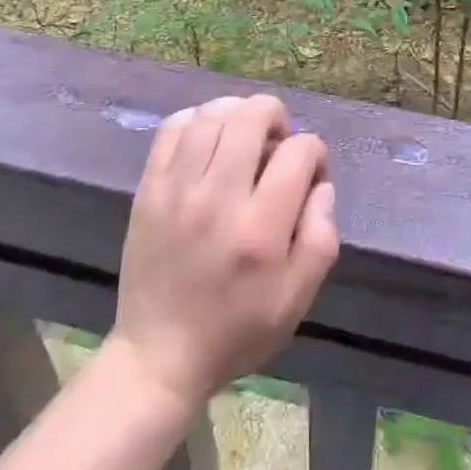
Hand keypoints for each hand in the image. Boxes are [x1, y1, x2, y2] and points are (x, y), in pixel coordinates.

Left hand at [109, 95, 338, 411]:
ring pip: (212, 114)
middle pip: (252, 116)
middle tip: (277, 141)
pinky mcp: (149, 188)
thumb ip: (321, 236)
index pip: (298, 152)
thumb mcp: (297, 298)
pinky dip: (197, 119)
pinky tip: (208, 138)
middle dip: (276, 116)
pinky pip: (173, 127)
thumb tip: (321, 183)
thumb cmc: (237, 329)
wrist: (159, 357)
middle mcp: (218, 199)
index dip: (314, 151)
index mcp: (260, 230)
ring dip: (237, 112)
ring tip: (244, 134)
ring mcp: (178, 190)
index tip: (310, 171)